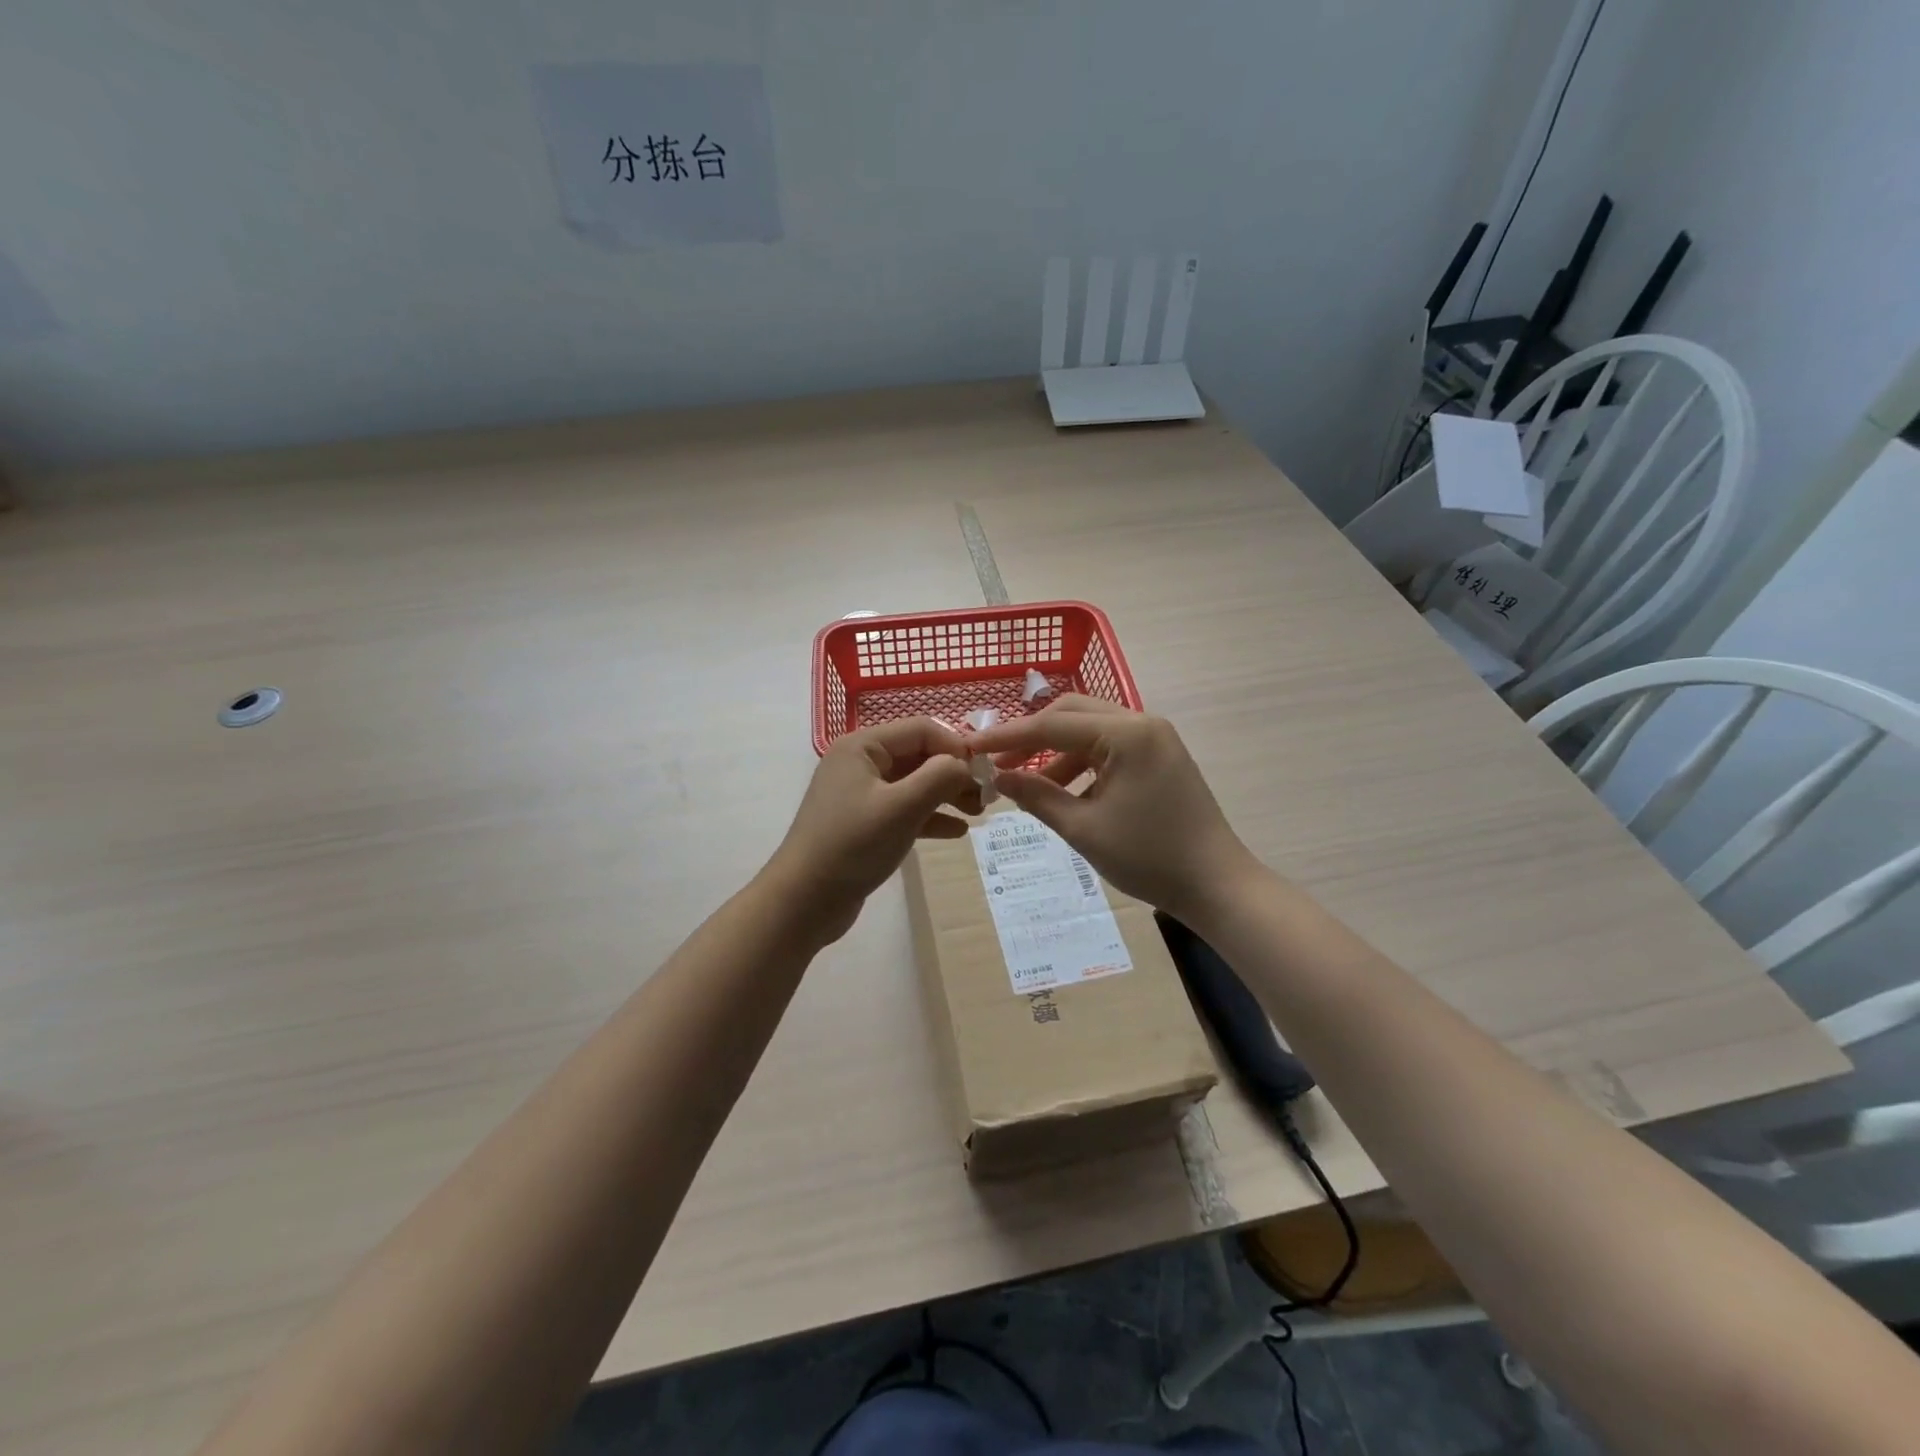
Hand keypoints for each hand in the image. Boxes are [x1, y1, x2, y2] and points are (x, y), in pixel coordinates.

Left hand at [765, 717, 981, 942]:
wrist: (804, 901)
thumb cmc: (853, 846)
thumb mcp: (902, 807)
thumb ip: (939, 776)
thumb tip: (965, 764)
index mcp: (863, 746)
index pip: (922, 729)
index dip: (957, 746)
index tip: (986, 773)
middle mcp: (861, 762)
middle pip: (920, 755)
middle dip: (955, 773)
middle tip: (987, 798)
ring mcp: (861, 794)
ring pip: (915, 784)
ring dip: (947, 795)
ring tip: (979, 814)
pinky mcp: (865, 823)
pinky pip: (905, 810)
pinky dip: (931, 816)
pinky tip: (957, 832)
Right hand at [968, 696, 1261, 921]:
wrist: (1216, 884)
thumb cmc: (1148, 856)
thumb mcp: (1083, 828)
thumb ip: (1036, 796)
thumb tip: (997, 776)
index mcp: (1126, 733)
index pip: (1052, 725)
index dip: (1007, 737)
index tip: (969, 746)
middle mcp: (1142, 722)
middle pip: (1071, 714)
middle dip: (1031, 737)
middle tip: (997, 762)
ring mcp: (1154, 738)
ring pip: (1089, 730)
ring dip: (1055, 752)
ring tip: (1026, 785)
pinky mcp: (1159, 756)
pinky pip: (1109, 747)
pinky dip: (1081, 763)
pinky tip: (1063, 792)